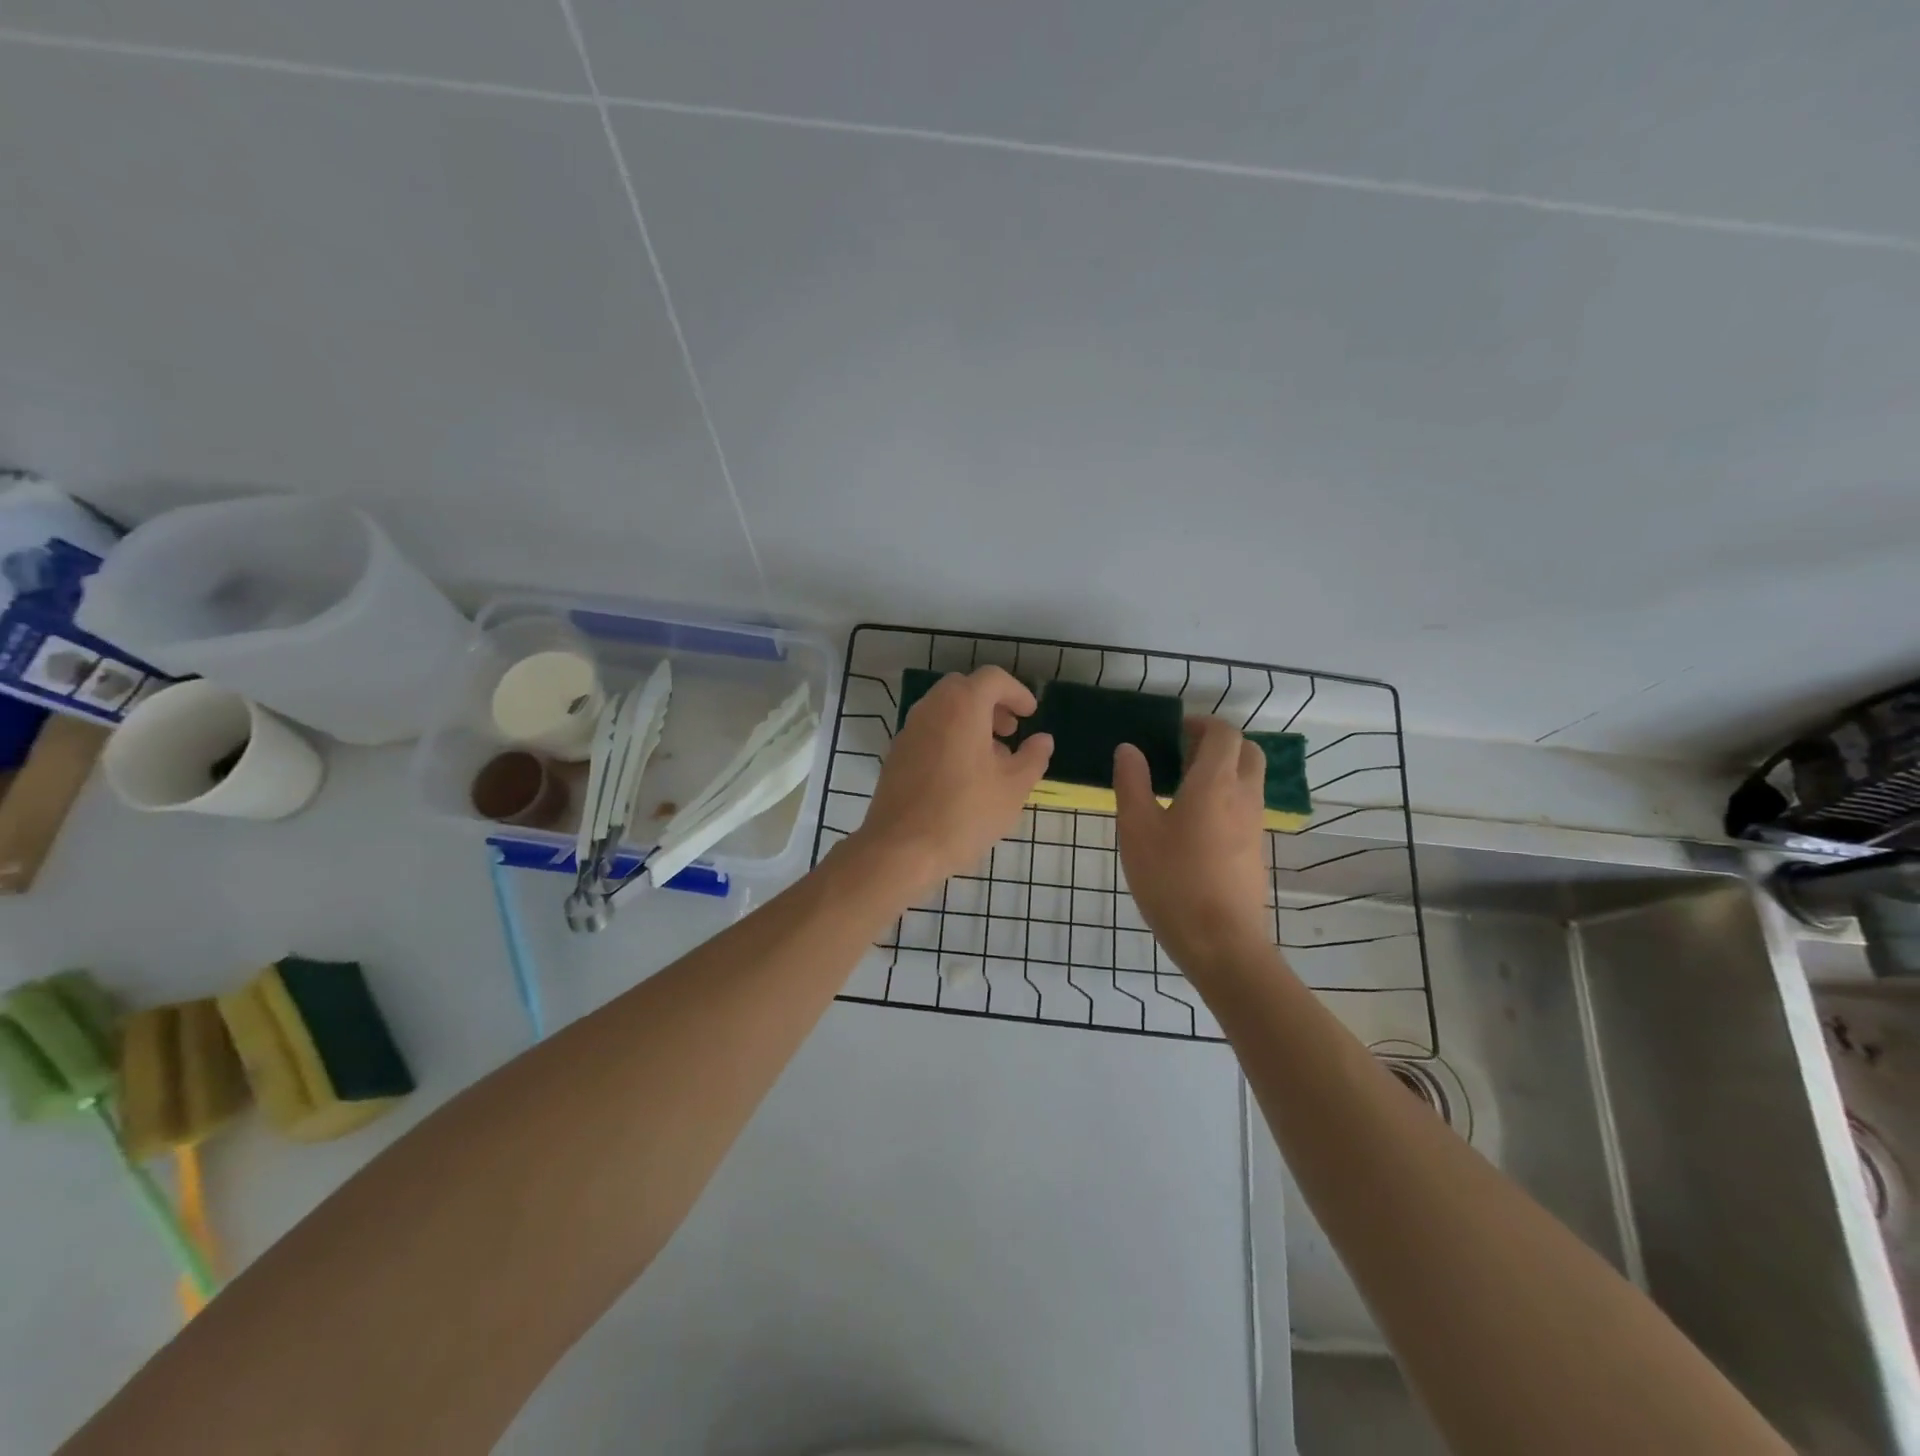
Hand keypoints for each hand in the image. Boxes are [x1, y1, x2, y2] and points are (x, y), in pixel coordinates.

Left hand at [852, 667, 1053, 896]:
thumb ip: (1032, 758)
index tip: (1031, 715)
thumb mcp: (1012, 788)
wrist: (901, 848)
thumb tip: (1042, 740)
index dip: (1017, 692)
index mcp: (962, 706)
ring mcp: (909, 730)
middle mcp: (931, 708)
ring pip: (943, 710)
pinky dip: (949, 737)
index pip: (992, 679)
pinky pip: (928, 731)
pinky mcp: (896, 754)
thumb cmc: (964, 813)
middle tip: (1010, 731)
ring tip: (991, 758)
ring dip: (970, 721)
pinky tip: (963, 774)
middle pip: (964, 689)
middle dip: (991, 704)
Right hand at [1114, 717, 1270, 974]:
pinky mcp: (1255, 851)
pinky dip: (1226, 797)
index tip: (1174, 730)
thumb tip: (1129, 749)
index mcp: (1215, 784)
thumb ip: (1132, 783)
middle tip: (1183, 753)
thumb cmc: (1173, 881)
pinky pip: (1246, 807)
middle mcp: (1244, 797)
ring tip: (1182, 787)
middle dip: (1219, 743)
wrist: (1222, 944)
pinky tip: (1194, 824)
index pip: (1224, 734)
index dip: (1202, 723)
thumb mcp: (1137, 830)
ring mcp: (1255, 826)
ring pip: (1249, 781)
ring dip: (1224, 771)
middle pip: (1247, 752)